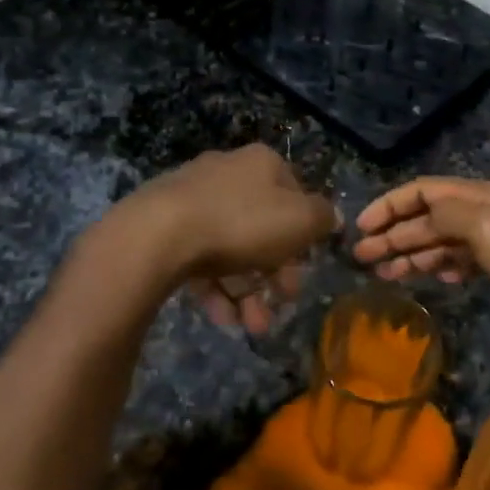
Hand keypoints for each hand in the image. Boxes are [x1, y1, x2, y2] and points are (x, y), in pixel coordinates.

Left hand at [116, 144, 338, 333]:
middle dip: (274, 274)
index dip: (304, 235)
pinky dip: (215, 288)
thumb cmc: (242, 223)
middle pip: (263, 228)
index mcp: (261, 164)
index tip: (306, 269)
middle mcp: (227, 173)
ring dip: (247, 291)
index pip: (295, 196)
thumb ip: (323, 218)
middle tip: (281, 305)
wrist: (158, 235)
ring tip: (251, 326)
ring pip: (231, 248)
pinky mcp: (164, 226)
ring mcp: (192, 199)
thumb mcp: (301, 220)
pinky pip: (199, 258)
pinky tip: (222, 317)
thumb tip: (331, 218)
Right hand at [352, 178, 489, 338]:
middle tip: (362, 257)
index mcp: (477, 195)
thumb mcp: (485, 228)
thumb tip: (418, 213)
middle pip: (427, 217)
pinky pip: (462, 260)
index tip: (360, 227)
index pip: (421, 191)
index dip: (388, 205)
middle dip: (393, 234)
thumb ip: (446, 214)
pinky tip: (432, 279)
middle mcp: (483, 211)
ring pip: (441, 241)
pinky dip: (441, 267)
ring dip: (411, 254)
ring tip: (384, 274)